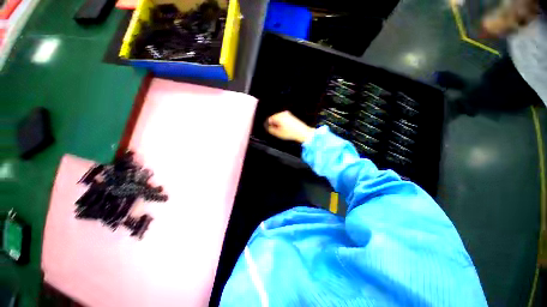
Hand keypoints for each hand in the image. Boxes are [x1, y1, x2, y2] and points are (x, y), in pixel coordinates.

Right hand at [265, 111, 314, 142]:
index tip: (270, 130)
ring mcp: (288, 114)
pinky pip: (283, 119)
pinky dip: (283, 123)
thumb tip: (267, 127)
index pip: (269, 119)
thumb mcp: (278, 133)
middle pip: (274, 118)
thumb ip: (270, 130)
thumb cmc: (291, 133)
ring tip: (282, 131)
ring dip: (278, 124)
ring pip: (279, 119)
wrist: (302, 132)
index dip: (268, 125)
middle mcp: (283, 113)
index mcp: (278, 117)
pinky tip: (286, 129)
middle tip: (276, 131)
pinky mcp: (291, 116)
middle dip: (274, 124)